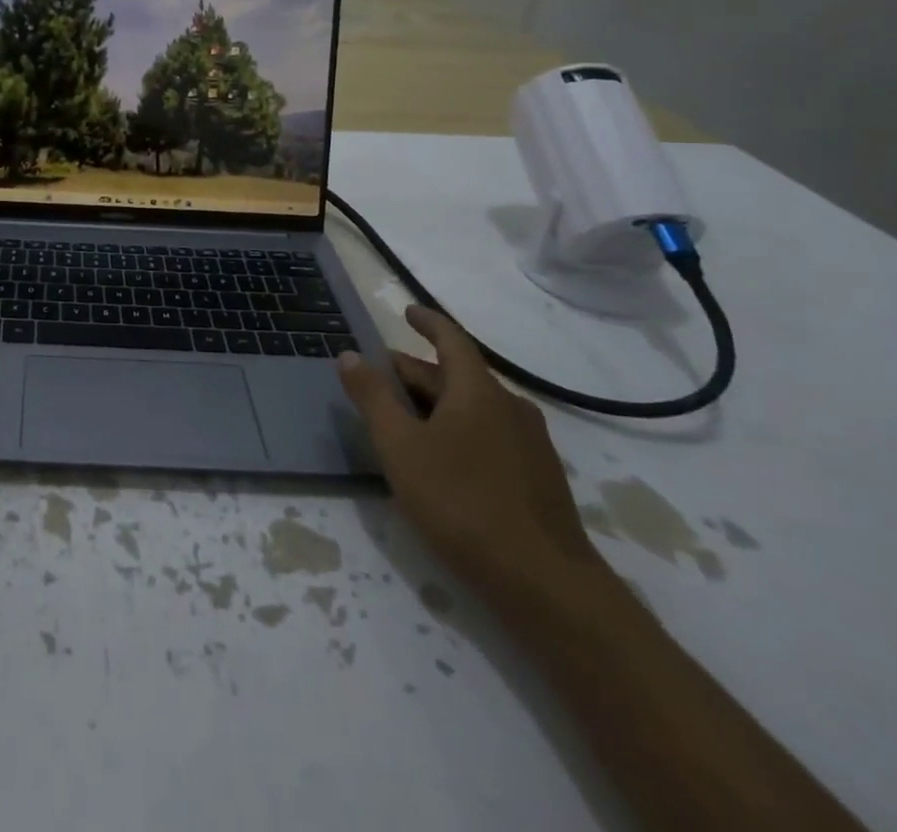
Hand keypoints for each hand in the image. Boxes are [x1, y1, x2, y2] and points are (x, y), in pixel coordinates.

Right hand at [336, 305, 608, 615]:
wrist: (546, 585)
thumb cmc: (462, 503)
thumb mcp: (400, 447)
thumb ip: (373, 398)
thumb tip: (350, 355)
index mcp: (478, 391)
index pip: (451, 339)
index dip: (427, 321)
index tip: (406, 311)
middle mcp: (509, 406)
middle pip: (456, 375)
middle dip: (416, 371)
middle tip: (380, 378)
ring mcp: (530, 444)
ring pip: (473, 407)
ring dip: (436, 403)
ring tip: (404, 417)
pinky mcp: (538, 478)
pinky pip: (489, 434)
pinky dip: (458, 429)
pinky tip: (442, 458)